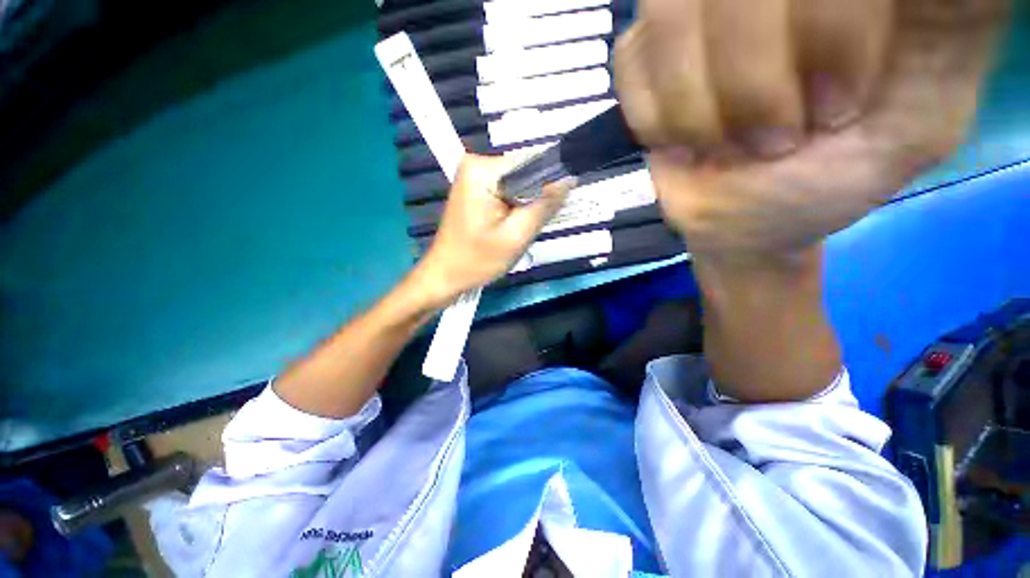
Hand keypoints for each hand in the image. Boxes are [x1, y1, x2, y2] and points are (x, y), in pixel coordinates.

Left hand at [414, 154, 572, 305]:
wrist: (446, 275)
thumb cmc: (477, 260)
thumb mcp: (517, 235)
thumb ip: (544, 206)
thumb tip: (569, 179)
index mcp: (483, 169)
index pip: (532, 164)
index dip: (548, 187)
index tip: (551, 211)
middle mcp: (476, 164)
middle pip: (524, 174)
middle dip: (533, 201)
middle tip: (527, 228)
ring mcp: (474, 176)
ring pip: (518, 185)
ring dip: (524, 207)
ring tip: (517, 230)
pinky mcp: (475, 189)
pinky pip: (507, 192)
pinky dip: (514, 209)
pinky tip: (509, 227)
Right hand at [615, 0, 1007, 259]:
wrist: (738, 216)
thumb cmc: (824, 182)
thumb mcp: (914, 126)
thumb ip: (952, 38)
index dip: (829, 25)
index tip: (836, 112)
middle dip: (749, 76)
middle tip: (771, 140)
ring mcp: (695, 12)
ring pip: (670, 14)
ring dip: (692, 105)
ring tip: (717, 146)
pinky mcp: (646, 54)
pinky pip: (632, 60)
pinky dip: (653, 114)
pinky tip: (680, 140)